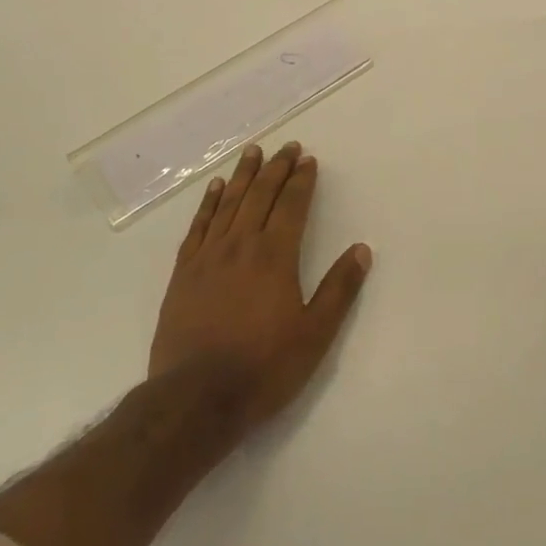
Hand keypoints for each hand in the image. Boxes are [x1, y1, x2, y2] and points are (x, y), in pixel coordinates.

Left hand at [149, 141, 371, 435]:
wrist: (194, 399)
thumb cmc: (262, 368)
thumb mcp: (314, 335)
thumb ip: (339, 290)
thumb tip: (362, 250)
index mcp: (275, 255)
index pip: (291, 205)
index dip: (301, 180)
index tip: (308, 159)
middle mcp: (242, 245)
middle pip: (260, 195)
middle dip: (276, 168)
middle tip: (287, 147)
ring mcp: (209, 256)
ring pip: (229, 203)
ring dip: (244, 175)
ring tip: (253, 152)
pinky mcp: (184, 273)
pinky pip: (199, 226)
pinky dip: (209, 203)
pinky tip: (216, 189)